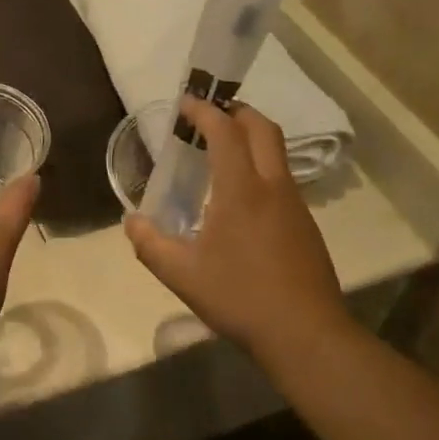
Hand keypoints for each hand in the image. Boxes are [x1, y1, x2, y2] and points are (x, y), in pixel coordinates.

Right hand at [124, 99, 341, 358]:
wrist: (306, 335)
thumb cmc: (240, 297)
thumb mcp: (182, 274)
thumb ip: (150, 244)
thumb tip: (132, 222)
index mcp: (241, 190)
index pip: (225, 131)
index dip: (204, 111)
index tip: (185, 104)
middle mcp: (273, 186)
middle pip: (262, 128)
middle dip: (236, 111)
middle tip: (210, 115)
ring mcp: (295, 204)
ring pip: (277, 152)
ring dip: (251, 138)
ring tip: (222, 152)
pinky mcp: (305, 224)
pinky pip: (282, 178)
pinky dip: (261, 167)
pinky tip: (242, 198)